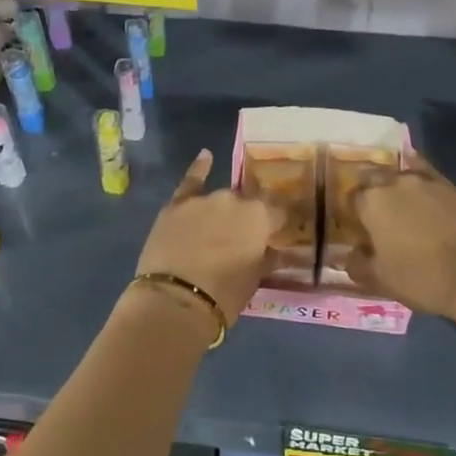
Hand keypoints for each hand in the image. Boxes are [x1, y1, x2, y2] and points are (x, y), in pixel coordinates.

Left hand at [134, 150, 278, 323]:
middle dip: (248, 218)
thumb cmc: (224, 295)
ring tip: (220, 226)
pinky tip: (205, 155)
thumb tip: (274, 249)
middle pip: (247, 204)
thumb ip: (267, 257)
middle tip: (245, 237)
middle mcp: (235, 199)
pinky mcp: (177, 204)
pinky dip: (200, 168)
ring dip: (224, 210)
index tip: (279, 232)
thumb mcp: (255, 279)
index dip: (278, 222)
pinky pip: (191, 181)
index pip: (278, 212)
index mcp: (260, 217)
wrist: (176, 300)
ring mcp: (204, 199)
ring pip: (221, 198)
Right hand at [349, 153, 455, 322]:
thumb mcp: (380, 279)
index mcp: (372, 201)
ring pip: (402, 174)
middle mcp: (396, 182)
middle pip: (374, 177)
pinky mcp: (454, 187)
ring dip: (397, 186)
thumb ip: (358, 264)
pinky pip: (429, 177)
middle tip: (376, 214)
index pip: (352, 197)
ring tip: (402, 206)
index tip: (358, 227)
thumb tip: (351, 255)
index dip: (353, 212)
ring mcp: (427, 181)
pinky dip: (423, 184)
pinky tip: (425, 196)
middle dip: (371, 190)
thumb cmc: (421, 277)